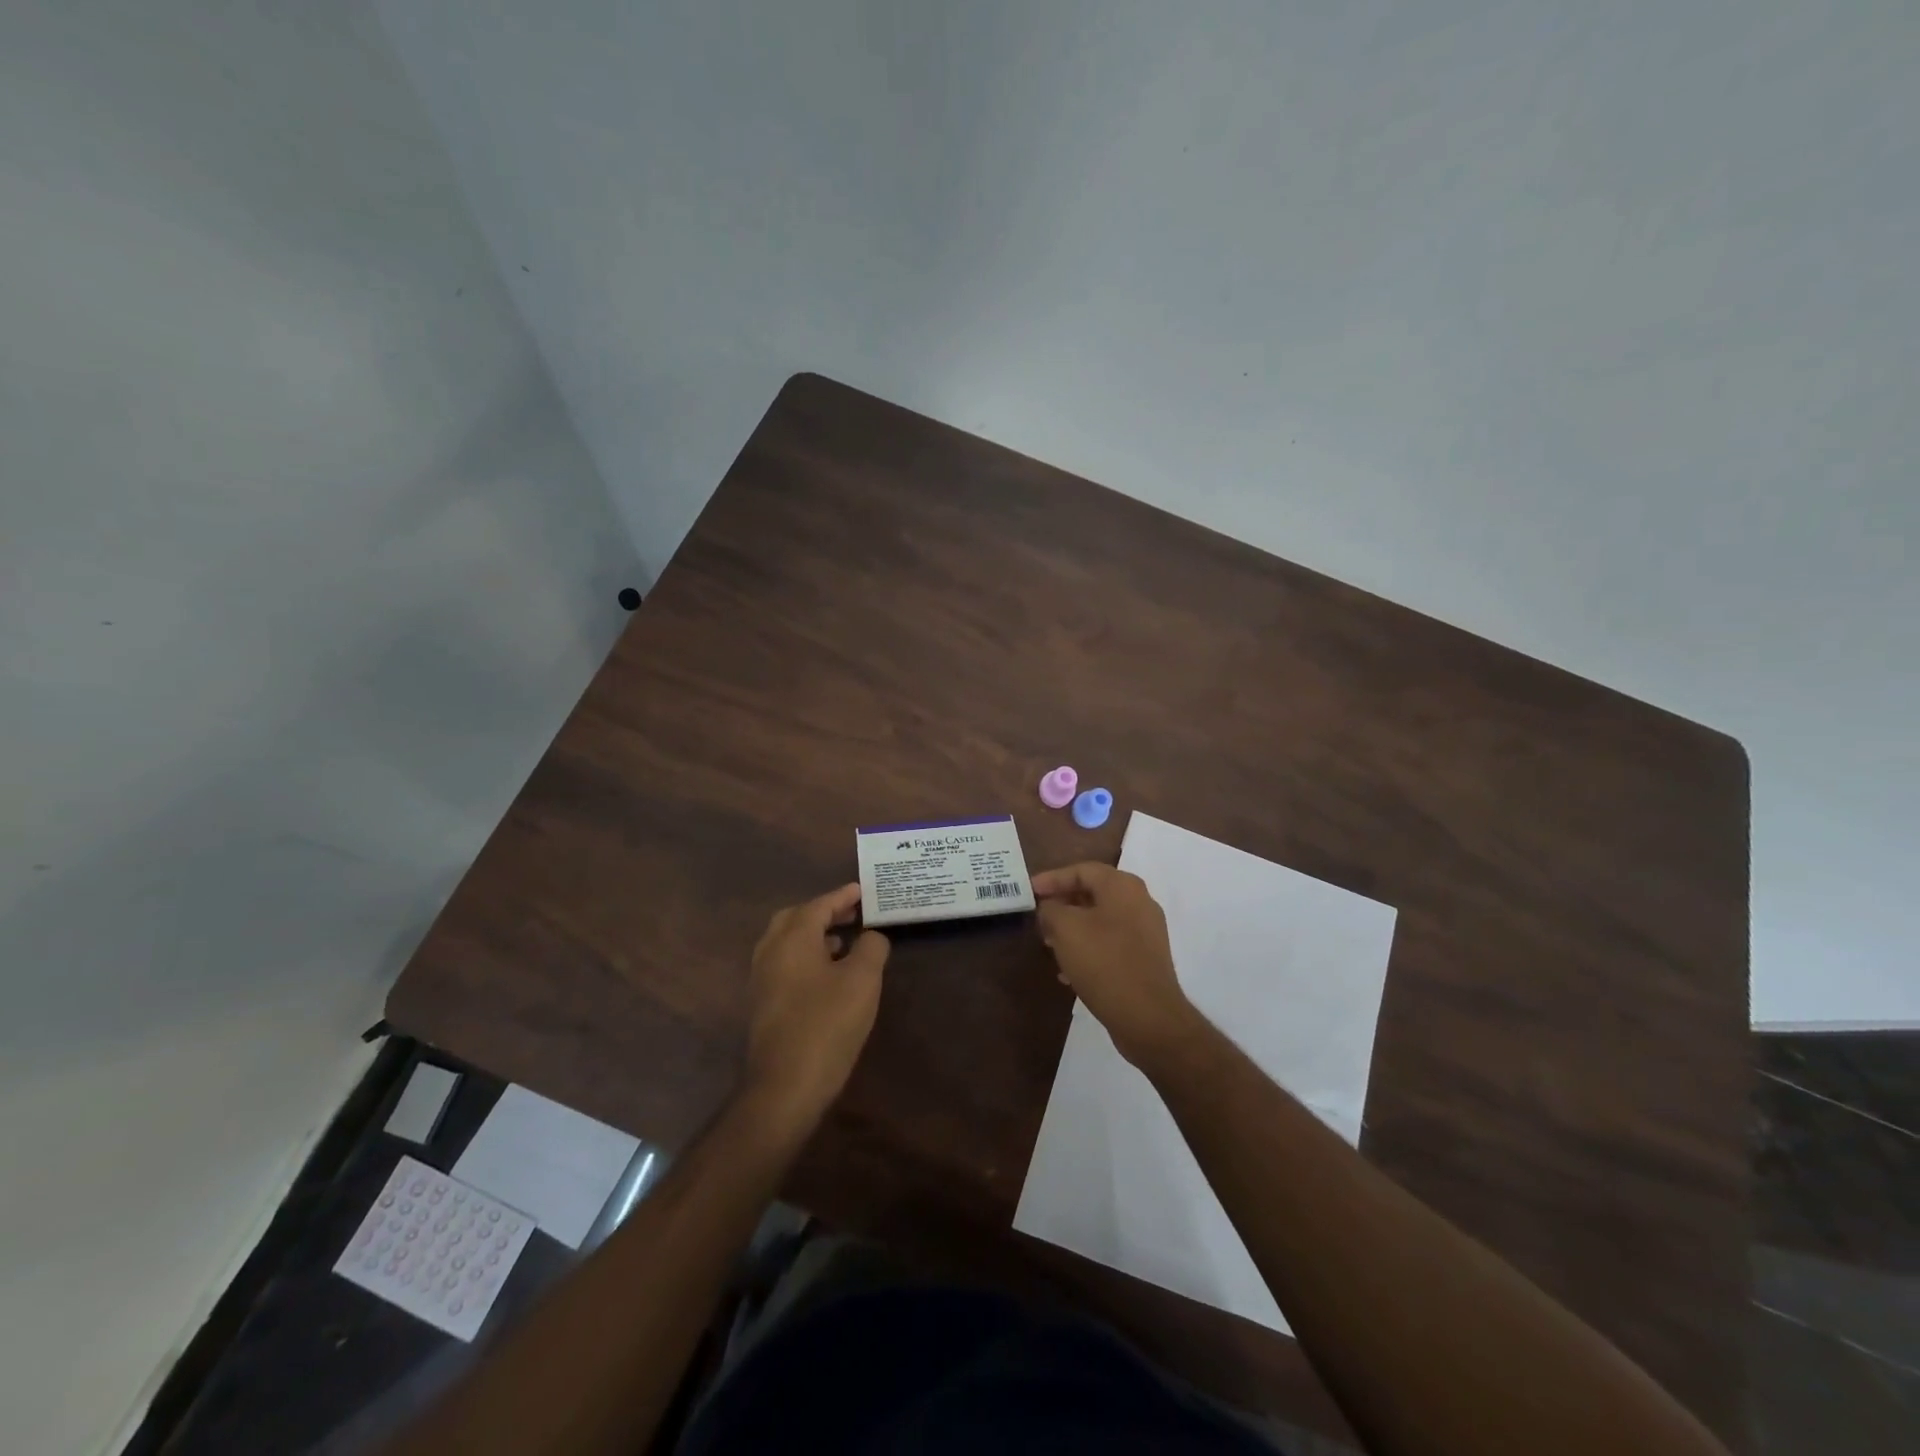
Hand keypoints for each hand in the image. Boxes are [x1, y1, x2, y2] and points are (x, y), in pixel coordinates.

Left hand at [741, 883, 889, 1138]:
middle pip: (796, 918)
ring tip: (846, 941)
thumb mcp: (862, 981)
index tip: (864, 890)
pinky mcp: (763, 1004)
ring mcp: (762, 979)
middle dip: (825, 912)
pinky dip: (807, 957)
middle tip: (853, 913)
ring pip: (787, 942)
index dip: (843, 896)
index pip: (820, 904)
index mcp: (792, 937)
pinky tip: (829, 975)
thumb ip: (871, 947)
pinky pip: (785, 964)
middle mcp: (770, 951)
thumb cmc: (826, 1024)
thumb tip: (871, 935)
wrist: (784, 1087)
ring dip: (815, 935)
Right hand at [1033, 862, 1201, 1068]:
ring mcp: (1146, 932)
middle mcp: (1139, 902)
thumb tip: (1050, 908)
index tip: (1029, 891)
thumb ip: (1051, 909)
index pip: (1081, 870)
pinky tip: (1069, 971)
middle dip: (1062, 904)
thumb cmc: (1104, 962)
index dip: (1052, 878)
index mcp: (1122, 886)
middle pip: (1093, 893)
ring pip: (1101, 920)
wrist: (1148, 1016)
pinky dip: (1088, 949)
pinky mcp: (1146, 959)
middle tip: (1039, 917)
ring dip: (1073, 929)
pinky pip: (1111, 944)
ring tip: (1050, 945)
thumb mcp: (1065, 929)